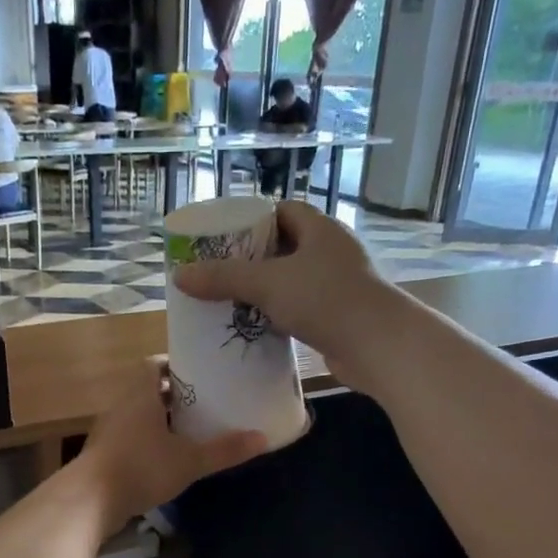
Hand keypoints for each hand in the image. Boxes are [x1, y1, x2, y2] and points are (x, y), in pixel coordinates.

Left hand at [78, 358, 264, 526]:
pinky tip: (165, 459)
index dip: (175, 366)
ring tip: (189, 431)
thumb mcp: (189, 460)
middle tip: (203, 403)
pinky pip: (128, 439)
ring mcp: (108, 431)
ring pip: (137, 416)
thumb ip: (225, 450)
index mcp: (140, 394)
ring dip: (159, 421)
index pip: (154, 364)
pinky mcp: (102, 455)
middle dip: (173, 395)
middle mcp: (120, 406)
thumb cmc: (141, 468)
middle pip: (147, 390)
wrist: (89, 501)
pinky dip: (146, 442)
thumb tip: (263, 439)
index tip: (199, 374)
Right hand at [173, 201, 403, 387]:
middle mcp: (332, 252)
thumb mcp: (268, 284)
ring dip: (266, 292)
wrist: (379, 346)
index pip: (283, 211)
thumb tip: (178, 275)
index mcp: (320, 230)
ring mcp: (339, 285)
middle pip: (286, 247)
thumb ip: (223, 278)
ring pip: (294, 282)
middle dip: (254, 260)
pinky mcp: (340, 317)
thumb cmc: (326, 300)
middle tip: (220, 274)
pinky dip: (281, 316)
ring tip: (231, 303)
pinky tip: (258, 329)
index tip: (225, 239)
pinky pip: (303, 309)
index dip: (254, 221)